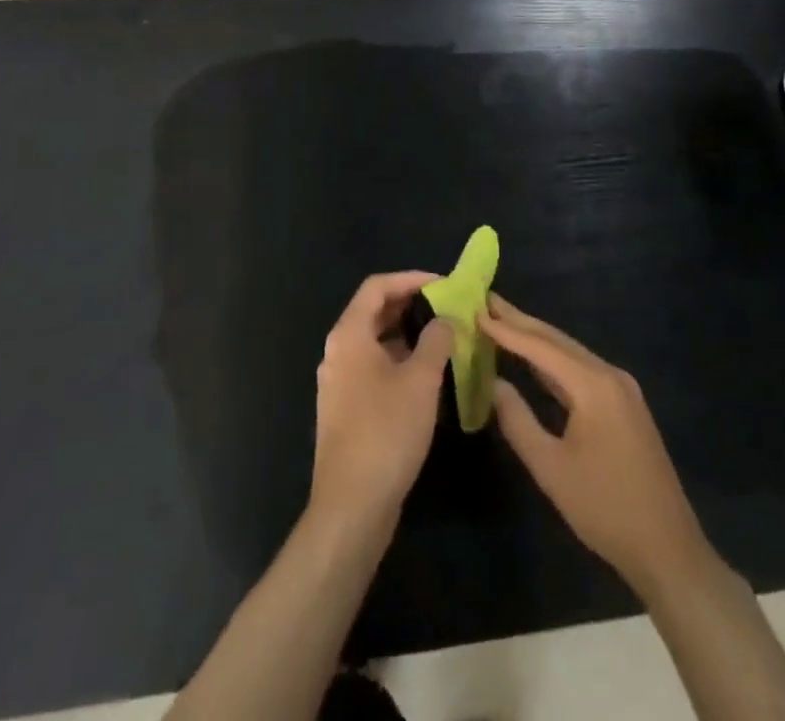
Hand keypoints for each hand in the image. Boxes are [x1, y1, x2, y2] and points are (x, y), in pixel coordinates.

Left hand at [310, 272, 454, 529]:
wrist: (352, 506)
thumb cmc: (387, 432)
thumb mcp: (421, 380)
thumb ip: (435, 340)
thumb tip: (444, 319)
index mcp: (349, 335)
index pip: (377, 286)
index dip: (411, 279)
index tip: (443, 284)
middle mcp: (337, 352)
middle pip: (374, 312)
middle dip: (411, 306)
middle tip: (447, 309)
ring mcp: (338, 382)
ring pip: (375, 342)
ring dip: (407, 335)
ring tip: (442, 340)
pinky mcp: (345, 409)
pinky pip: (373, 368)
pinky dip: (398, 361)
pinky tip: (425, 377)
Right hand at [482, 295, 713, 600]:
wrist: (668, 549)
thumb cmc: (605, 509)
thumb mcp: (551, 468)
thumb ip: (517, 421)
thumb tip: (493, 384)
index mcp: (594, 385)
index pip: (541, 348)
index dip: (506, 329)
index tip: (476, 309)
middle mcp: (610, 375)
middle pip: (557, 340)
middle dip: (521, 321)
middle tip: (487, 301)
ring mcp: (621, 388)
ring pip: (570, 353)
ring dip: (537, 339)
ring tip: (503, 321)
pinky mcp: (625, 404)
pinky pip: (582, 370)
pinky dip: (554, 361)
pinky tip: (535, 360)